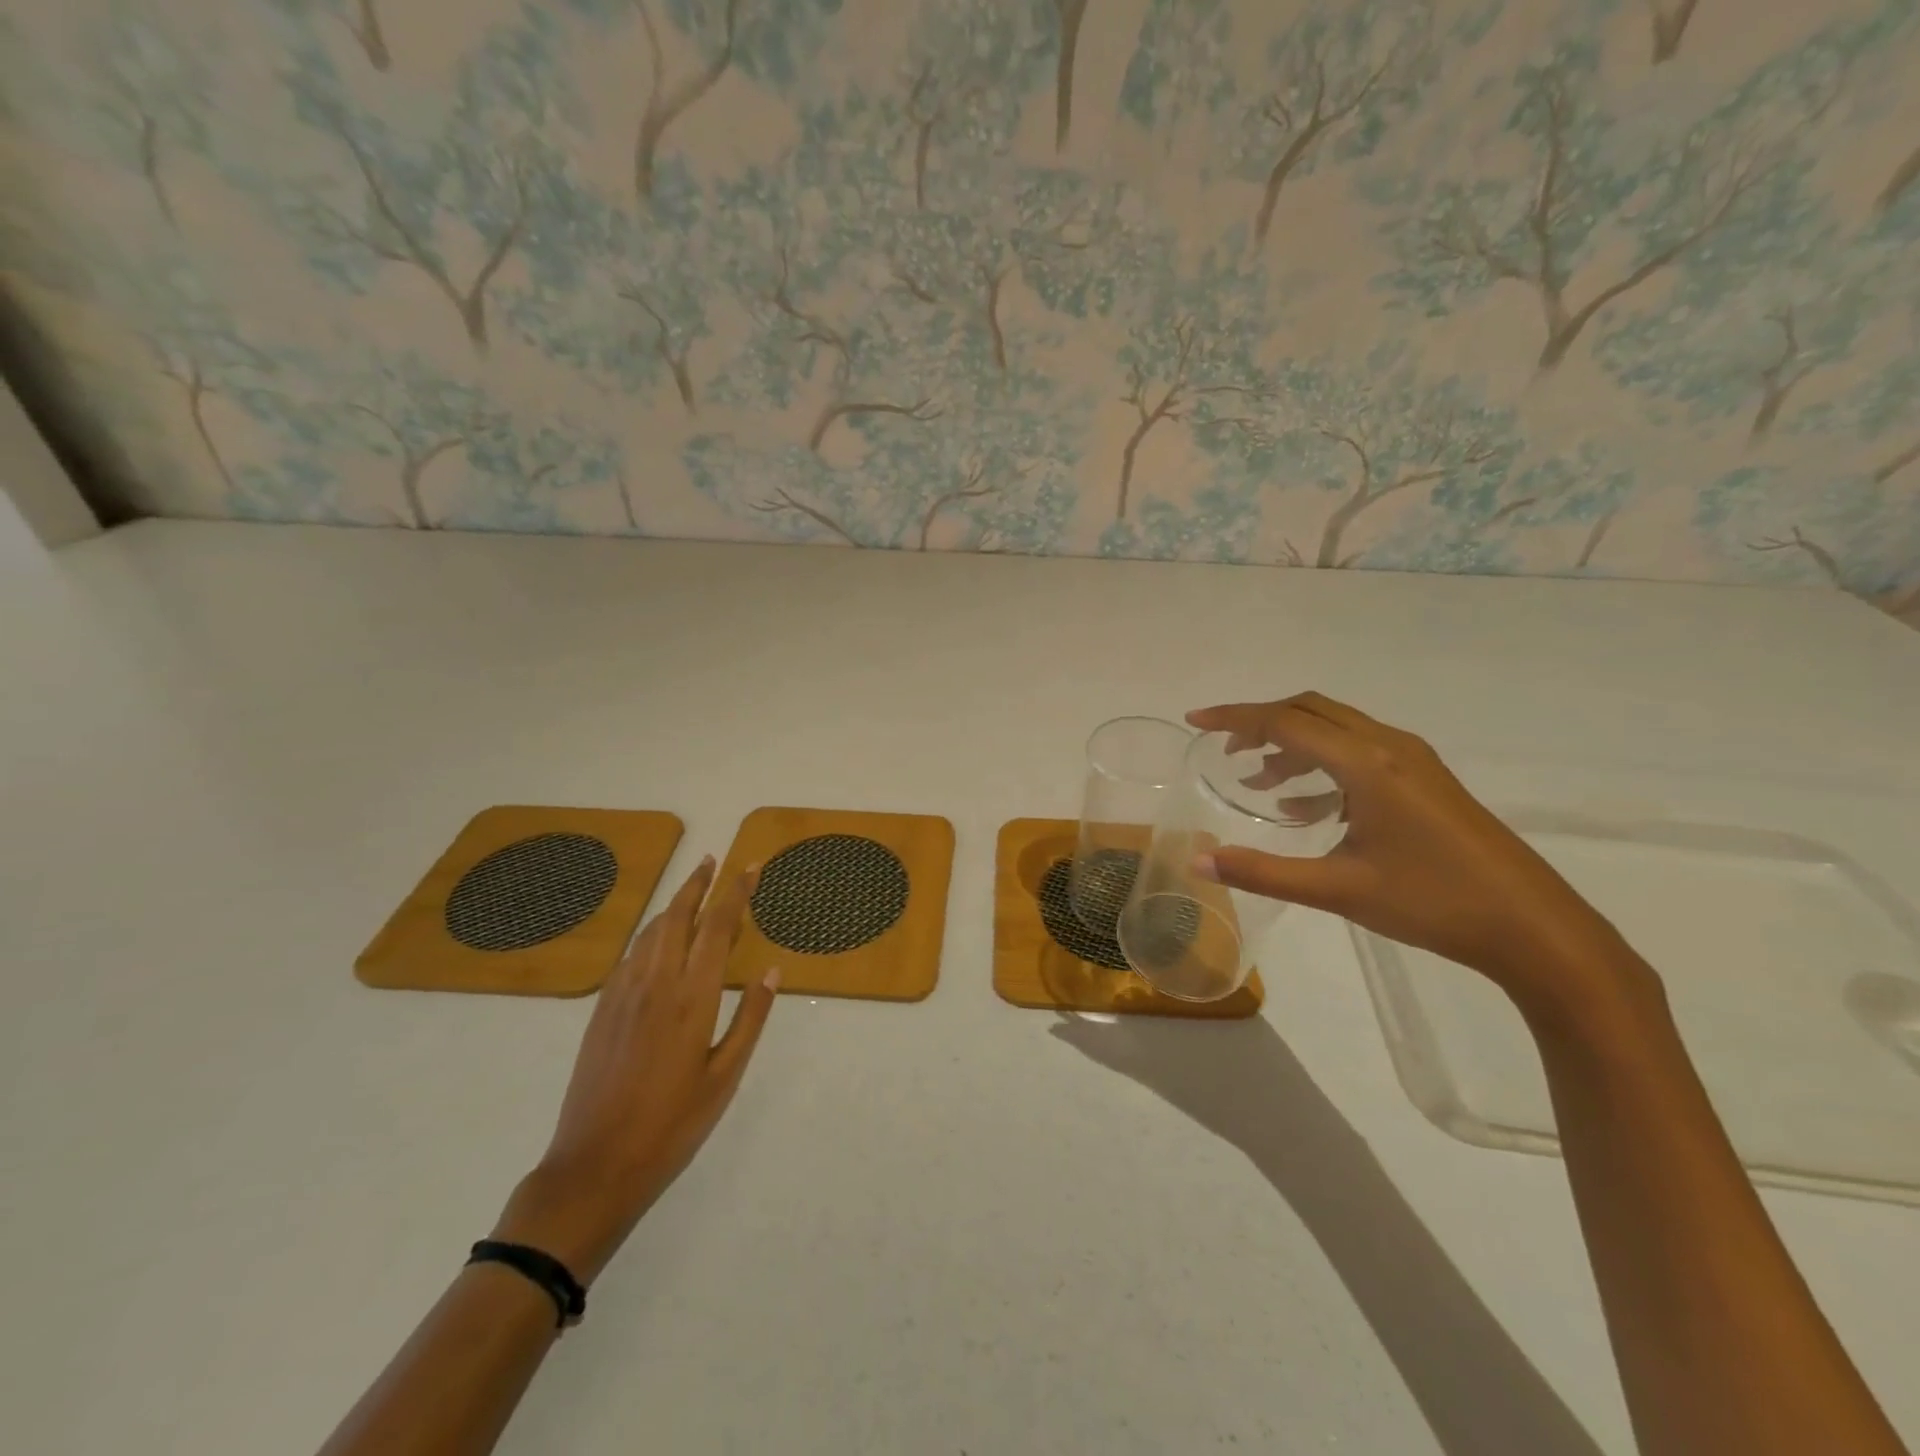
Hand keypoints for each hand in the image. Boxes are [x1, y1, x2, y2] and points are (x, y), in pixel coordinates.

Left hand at [492, 858, 777, 1282]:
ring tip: (691, 889)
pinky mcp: (601, 1010)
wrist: (595, 1166)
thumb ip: (751, 1017)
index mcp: (692, 996)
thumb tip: (772, 970)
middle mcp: (656, 982)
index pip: (718, 927)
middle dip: (698, 884)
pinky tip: (656, 938)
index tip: (750, 867)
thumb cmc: (673, 1125)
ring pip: (651, 931)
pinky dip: (650, 933)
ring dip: (673, 904)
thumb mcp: (726, 1075)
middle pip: (678, 916)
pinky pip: (630, 955)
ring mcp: (623, 994)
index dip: (736, 892)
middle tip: (714, 860)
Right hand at [1187, 693, 1636, 1014]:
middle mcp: (1389, 747)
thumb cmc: (1433, 903)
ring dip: (1292, 745)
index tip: (1194, 721)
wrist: (1536, 929)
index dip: (1234, 718)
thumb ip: (1262, 872)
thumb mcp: (1338, 889)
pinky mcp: (1427, 781)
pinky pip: (1359, 753)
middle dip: (1261, 724)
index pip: (1285, 722)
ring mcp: (1414, 761)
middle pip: (1311, 711)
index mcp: (1366, 763)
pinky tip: (1305, 806)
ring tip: (1257, 781)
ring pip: (1337, 730)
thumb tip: (1198, 862)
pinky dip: (1322, 766)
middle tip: (1223, 748)